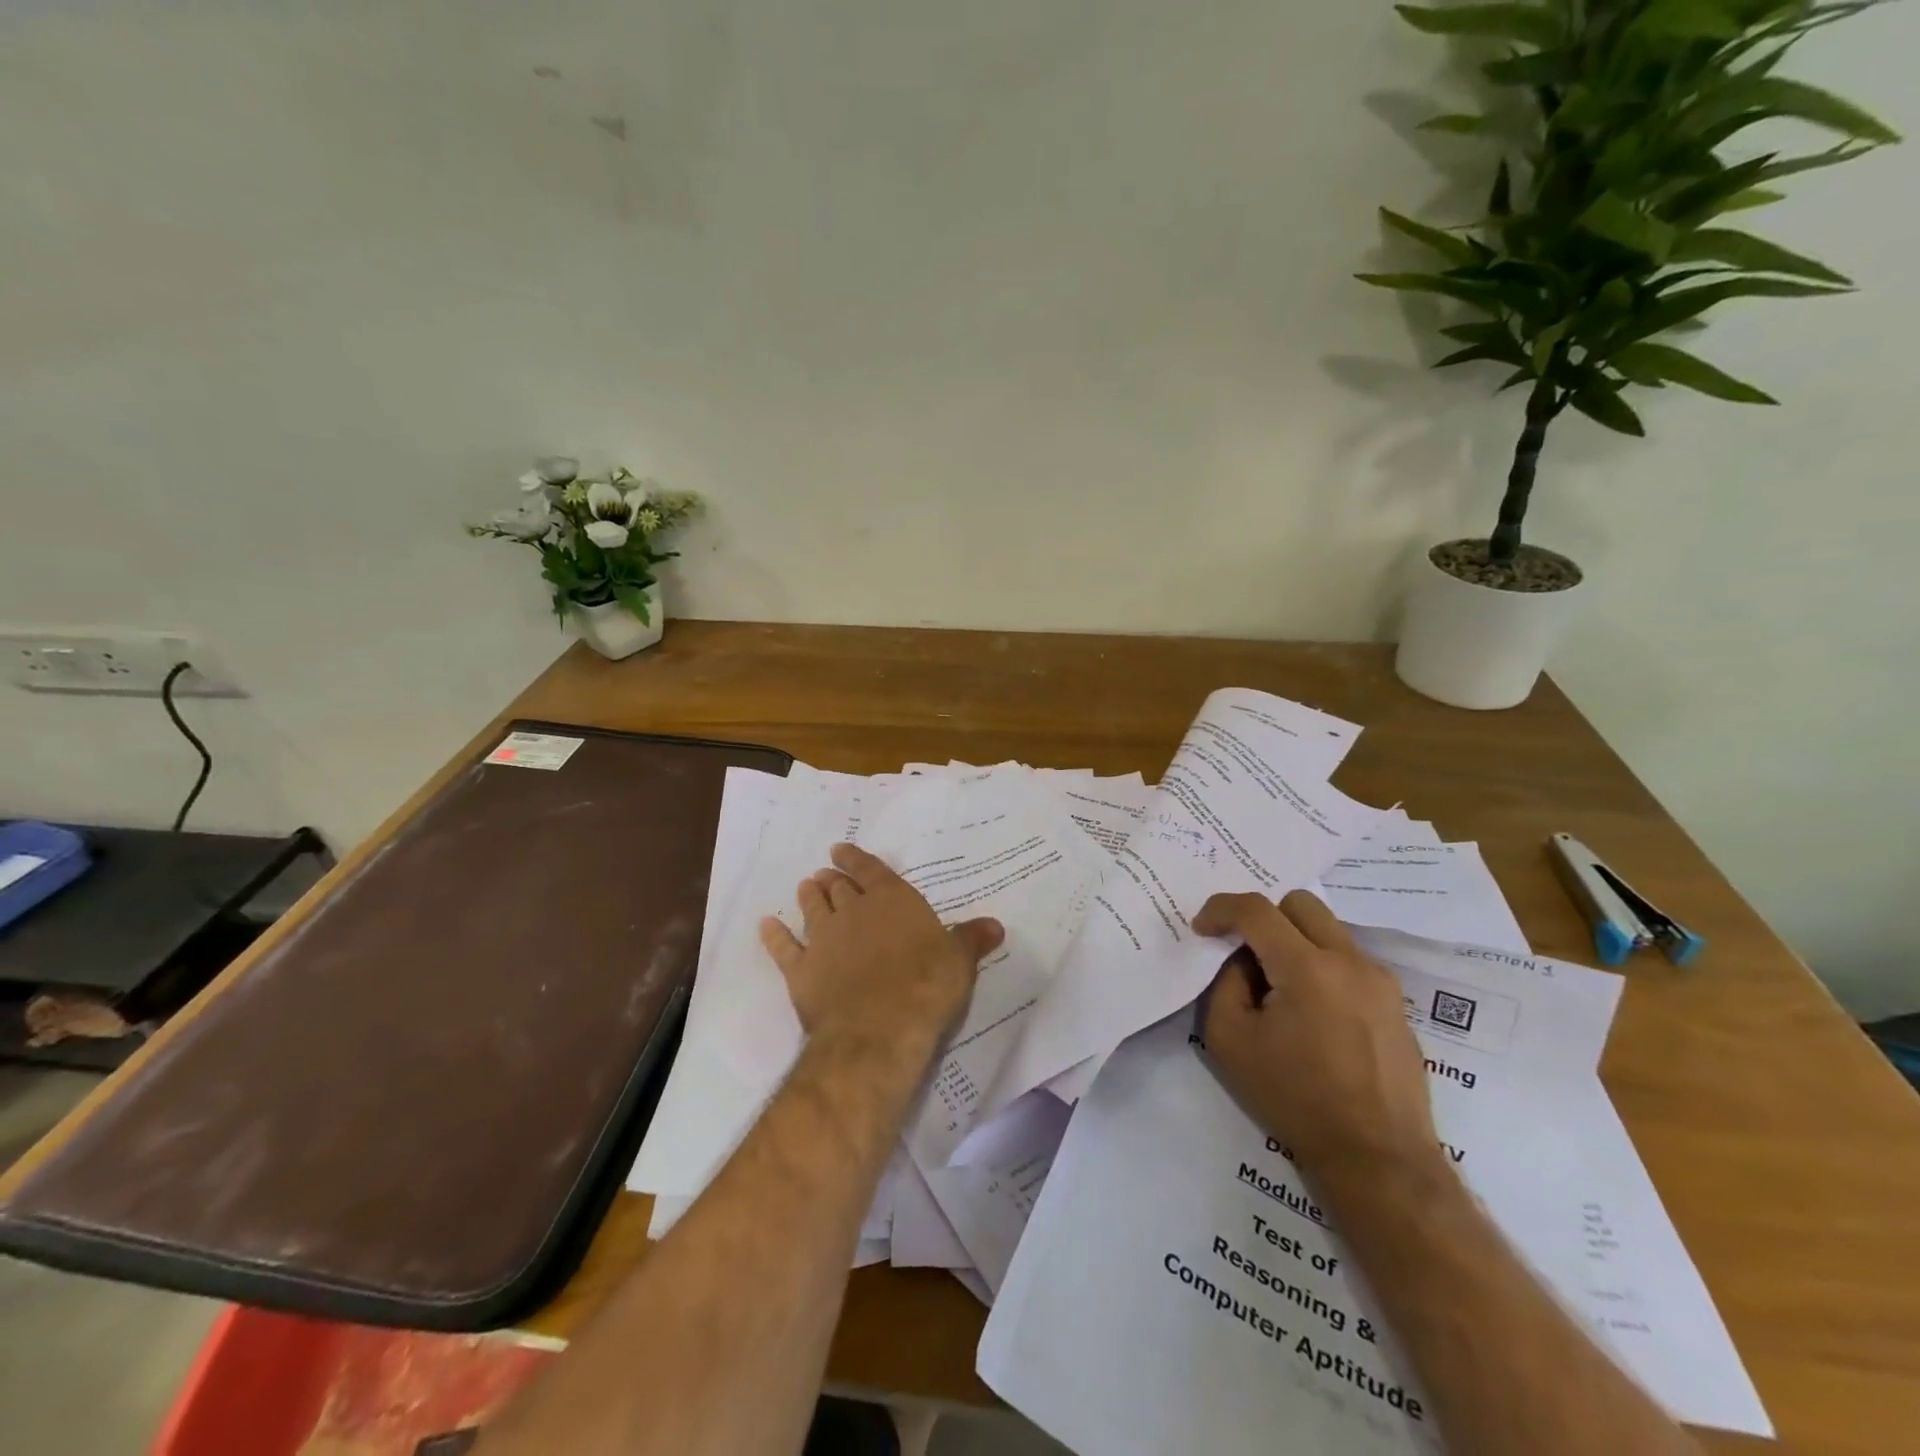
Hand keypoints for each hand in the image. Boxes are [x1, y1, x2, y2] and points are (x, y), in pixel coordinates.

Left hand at [760, 842, 1004, 1055]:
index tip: (840, 850)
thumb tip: (996, 924)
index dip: (855, 859)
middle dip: (833, 879)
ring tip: (806, 887)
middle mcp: (854, 912)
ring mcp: (824, 940)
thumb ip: (971, 939)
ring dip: (809, 897)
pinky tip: (766, 926)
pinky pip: (784, 948)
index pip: (871, 870)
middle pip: (839, 888)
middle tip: (825, 873)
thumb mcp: (959, 961)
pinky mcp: (802, 972)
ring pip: (812, 909)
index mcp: (892, 901)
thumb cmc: (927, 986)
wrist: (879, 1029)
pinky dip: (774, 936)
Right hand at [1194, 889, 1441, 1198]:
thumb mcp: (1230, 1041)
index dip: (1220, 909)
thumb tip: (1242, 961)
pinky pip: (1348, 960)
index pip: (1256, 910)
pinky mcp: (1395, 1002)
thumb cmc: (1295, 1099)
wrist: (1377, 1156)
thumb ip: (1225, 984)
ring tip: (1279, 986)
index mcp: (1307, 968)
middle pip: (1299, 903)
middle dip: (1263, 916)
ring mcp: (1380, 980)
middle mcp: (1349, 961)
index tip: (1202, 928)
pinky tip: (1312, 1012)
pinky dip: (1321, 965)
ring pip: (1327, 928)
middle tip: (1245, 951)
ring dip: (1294, 940)